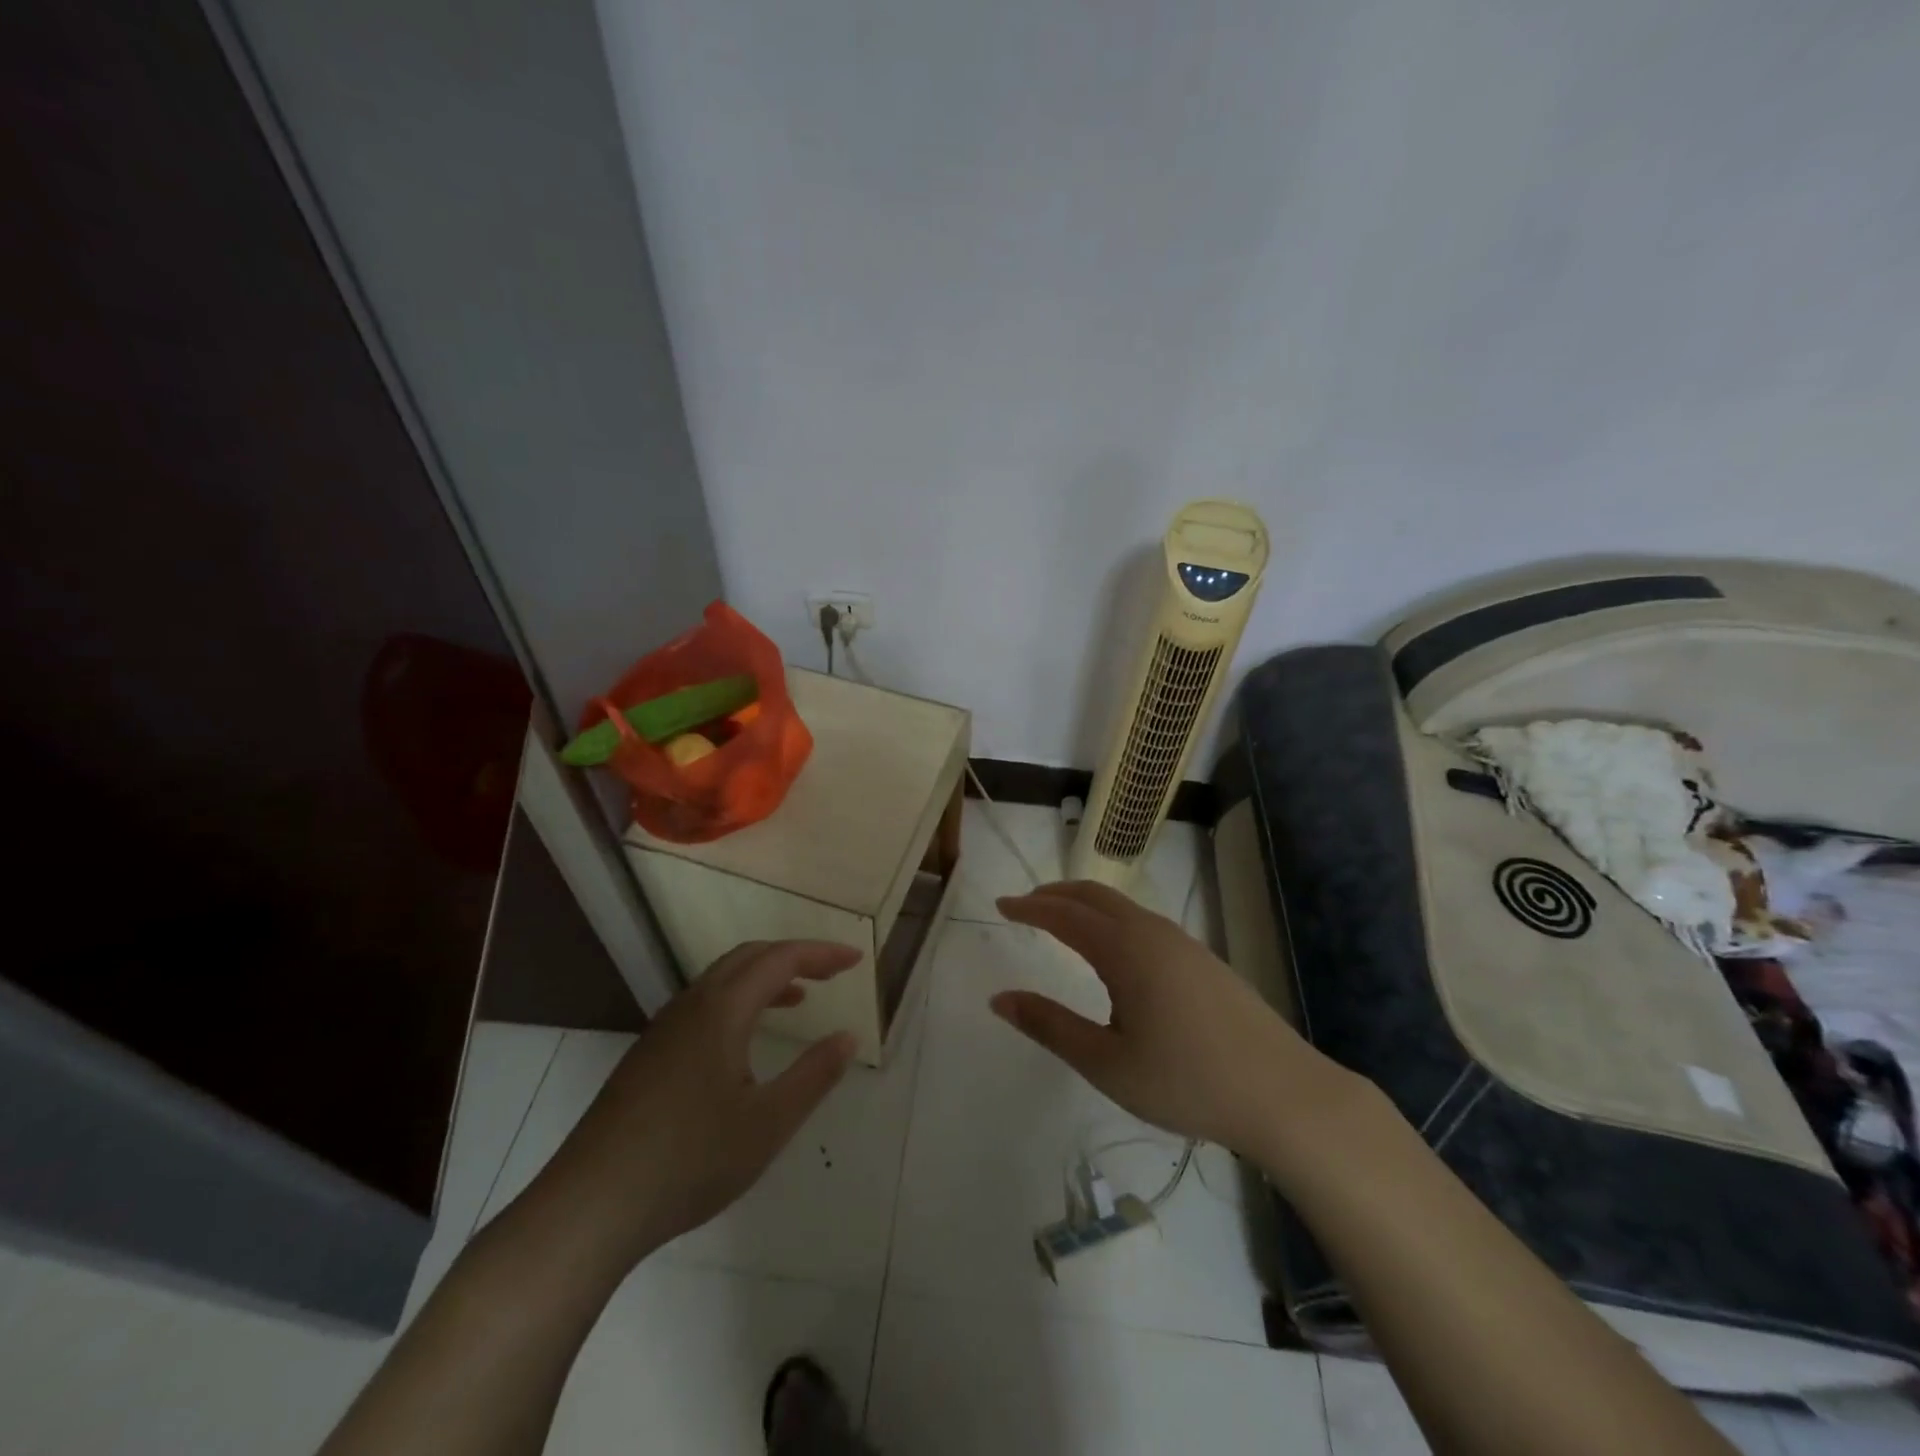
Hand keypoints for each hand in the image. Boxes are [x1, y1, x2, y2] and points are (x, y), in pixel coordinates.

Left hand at [527, 940, 859, 1272]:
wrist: (590, 1207)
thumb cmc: (689, 1161)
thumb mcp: (768, 1123)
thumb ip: (814, 1075)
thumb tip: (848, 1036)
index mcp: (722, 1010)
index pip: (780, 959)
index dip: (821, 954)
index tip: (857, 960)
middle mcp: (690, 1006)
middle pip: (748, 956)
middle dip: (794, 956)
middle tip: (832, 972)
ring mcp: (663, 1030)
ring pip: (722, 979)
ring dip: (764, 977)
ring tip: (798, 999)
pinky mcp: (647, 1057)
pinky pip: (703, 1004)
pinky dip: (738, 1001)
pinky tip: (744, 1041)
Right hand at [992, 881, 1351, 1158]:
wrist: (1285, 1094)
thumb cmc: (1187, 1081)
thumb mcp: (1107, 1063)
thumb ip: (1050, 1026)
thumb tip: (1000, 999)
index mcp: (1125, 950)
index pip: (1064, 914)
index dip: (1029, 907)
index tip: (1000, 905)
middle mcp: (1153, 932)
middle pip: (1095, 896)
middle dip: (1055, 894)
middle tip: (1025, 905)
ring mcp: (1184, 943)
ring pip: (1123, 907)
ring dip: (1086, 905)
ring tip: (1061, 922)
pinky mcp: (1204, 960)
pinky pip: (1145, 923)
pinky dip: (1113, 920)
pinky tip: (1114, 951)